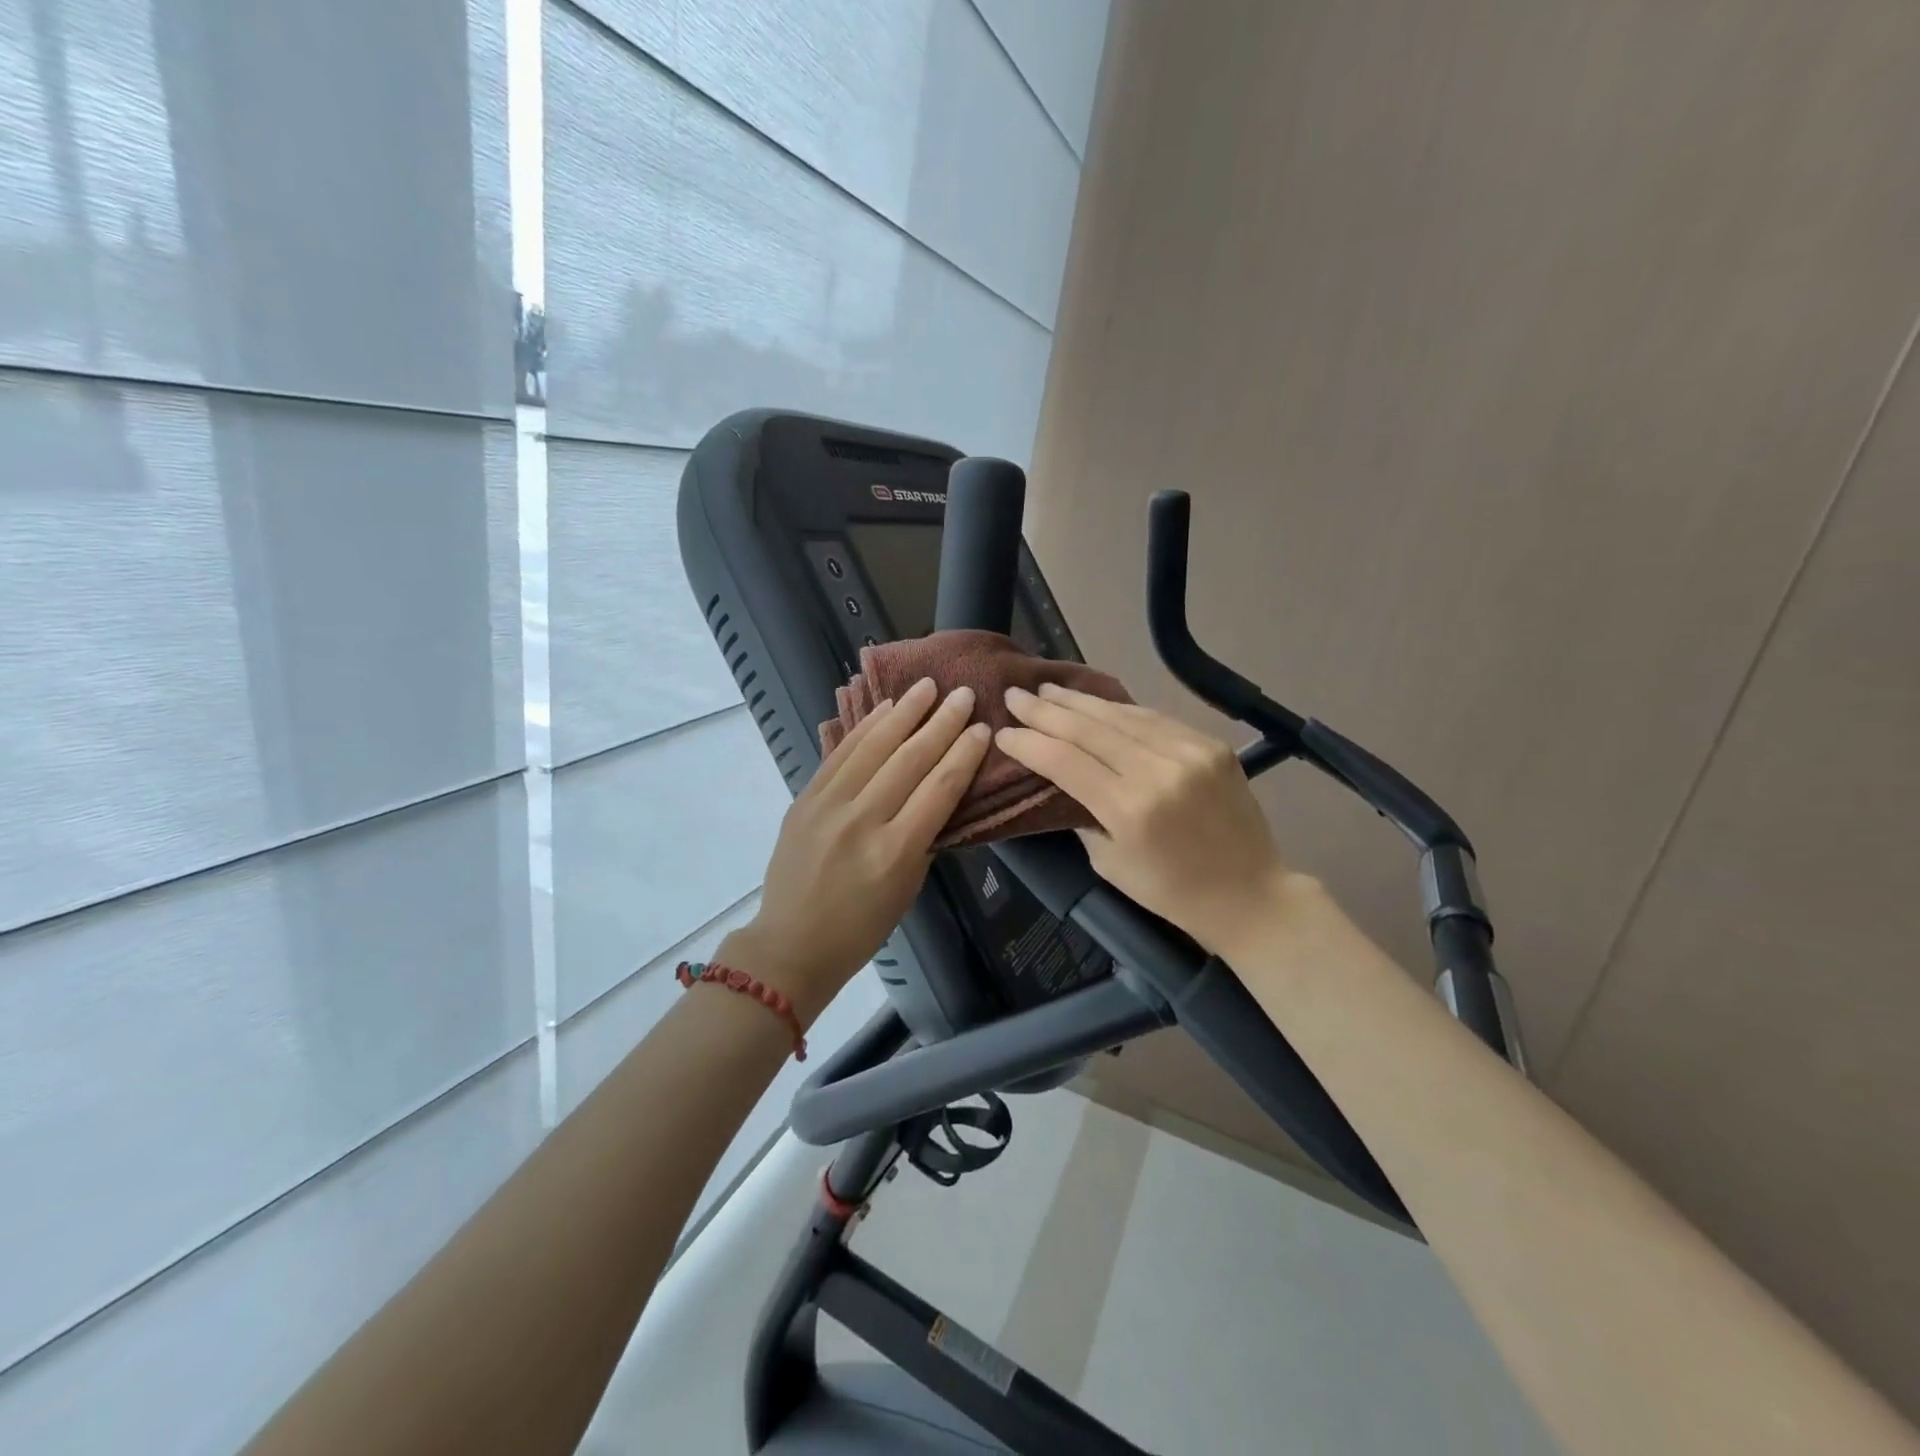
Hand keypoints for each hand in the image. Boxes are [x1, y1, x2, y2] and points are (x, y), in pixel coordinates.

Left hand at [720, 677, 991, 1025]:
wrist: (791, 944)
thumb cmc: (861, 928)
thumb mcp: (907, 888)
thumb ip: (922, 837)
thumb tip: (935, 792)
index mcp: (896, 850)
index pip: (940, 787)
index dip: (965, 753)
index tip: (983, 727)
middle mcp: (863, 820)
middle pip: (910, 759)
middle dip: (942, 722)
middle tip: (963, 694)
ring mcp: (828, 806)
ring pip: (873, 746)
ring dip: (904, 712)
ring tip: (927, 686)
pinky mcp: (804, 799)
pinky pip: (839, 754)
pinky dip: (864, 728)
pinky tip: (884, 709)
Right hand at [996, 684, 1301, 953]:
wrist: (1251, 894)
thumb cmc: (1172, 893)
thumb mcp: (1110, 865)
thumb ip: (1083, 816)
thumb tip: (1062, 778)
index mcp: (1130, 810)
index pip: (1065, 761)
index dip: (1030, 743)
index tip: (1003, 731)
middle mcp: (1159, 772)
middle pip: (1089, 729)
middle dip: (1046, 711)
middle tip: (1015, 695)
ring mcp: (1190, 752)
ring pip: (1122, 715)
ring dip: (1080, 702)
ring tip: (1049, 690)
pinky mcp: (1211, 744)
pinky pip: (1155, 719)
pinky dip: (1121, 710)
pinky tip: (1097, 704)